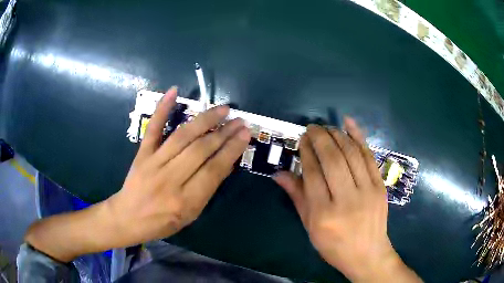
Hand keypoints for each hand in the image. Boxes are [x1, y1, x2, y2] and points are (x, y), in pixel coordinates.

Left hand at [106, 86, 250, 244]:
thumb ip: (208, 189)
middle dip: (223, 133)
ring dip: (205, 120)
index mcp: (185, 201)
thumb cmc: (162, 222)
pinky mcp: (141, 153)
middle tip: (240, 120)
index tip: (245, 134)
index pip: (214, 170)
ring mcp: (153, 163)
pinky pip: (153, 129)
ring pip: (182, 136)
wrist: (129, 217)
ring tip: (223, 109)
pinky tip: (173, 92)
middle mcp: (170, 179)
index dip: (232, 150)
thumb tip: (226, 161)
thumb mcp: (191, 214)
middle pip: (201, 150)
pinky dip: (162, 109)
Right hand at [273, 118, 420, 281]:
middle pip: (333, 159)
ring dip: (337, 135)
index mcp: (324, 213)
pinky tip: (349, 123)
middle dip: (320, 138)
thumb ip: (297, 197)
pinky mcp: (380, 186)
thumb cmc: (334, 245)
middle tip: (311, 128)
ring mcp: (367, 191)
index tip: (302, 139)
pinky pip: (369, 156)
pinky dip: (359, 136)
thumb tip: (279, 173)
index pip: (313, 174)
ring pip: (351, 154)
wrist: (368, 254)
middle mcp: (346, 199)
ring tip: (327, 127)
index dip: (306, 152)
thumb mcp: (310, 226)